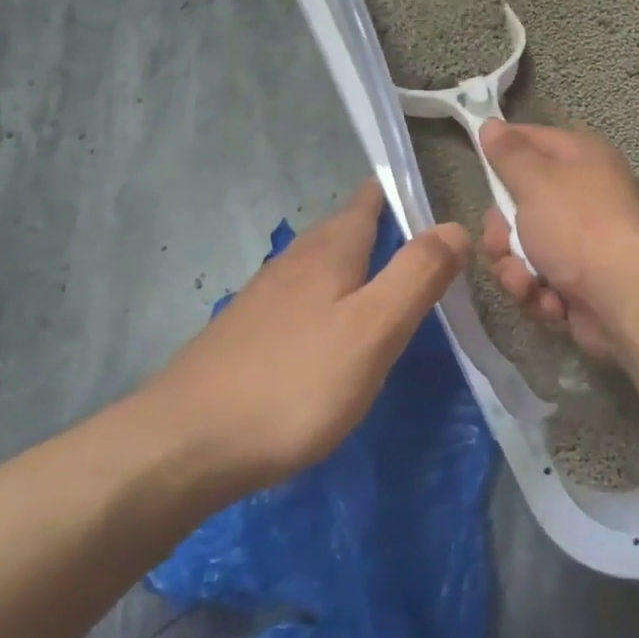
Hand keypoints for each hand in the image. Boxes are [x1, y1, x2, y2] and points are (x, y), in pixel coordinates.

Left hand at [134, 179, 468, 495]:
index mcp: (330, 250)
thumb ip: (417, 275)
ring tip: (387, 281)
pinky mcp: (247, 333)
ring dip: (356, 263)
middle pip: (344, 229)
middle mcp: (294, 261)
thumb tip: (456, 226)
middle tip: (425, 245)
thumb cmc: (293, 382)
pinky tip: (334, 329)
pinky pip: (302, 298)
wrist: (183, 445)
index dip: (401, 192)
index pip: (369, 199)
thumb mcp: (373, 328)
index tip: (434, 199)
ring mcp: (264, 297)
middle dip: (383, 227)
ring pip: (322, 264)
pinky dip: (330, 298)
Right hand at [478, 119, 638, 364]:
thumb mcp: (536, 182)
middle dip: (502, 233)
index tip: (478, 164)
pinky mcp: (578, 282)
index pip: (531, 140)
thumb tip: (491, 124)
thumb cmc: (579, 227)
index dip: (502, 151)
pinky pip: (540, 282)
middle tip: (503, 243)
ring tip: (527, 283)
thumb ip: (509, 155)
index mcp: (581, 158)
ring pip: (523, 250)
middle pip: (519, 205)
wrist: (627, 297)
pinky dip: (540, 294)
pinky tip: (551, 303)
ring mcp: (581, 242)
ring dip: (516, 270)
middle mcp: (583, 195)